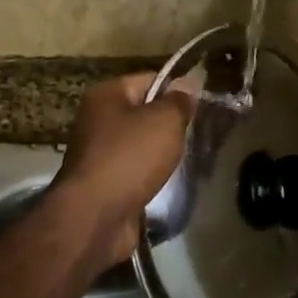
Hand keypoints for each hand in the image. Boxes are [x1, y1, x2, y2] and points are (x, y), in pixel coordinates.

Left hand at [49, 72, 192, 267]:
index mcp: (106, 94)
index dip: (177, 90)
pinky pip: (135, 171)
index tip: (202, 106)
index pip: (150, 79)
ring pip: (140, 144)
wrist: (95, 218)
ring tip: (190, 159)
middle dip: (171, 124)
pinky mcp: (103, 183)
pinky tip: (170, 183)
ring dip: (162, 153)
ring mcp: (98, 153)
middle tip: (200, 134)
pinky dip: (151, 176)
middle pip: (144, 112)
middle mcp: (97, 119)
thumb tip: (188, 83)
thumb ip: (179, 101)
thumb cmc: (129, 158)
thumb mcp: (164, 121)